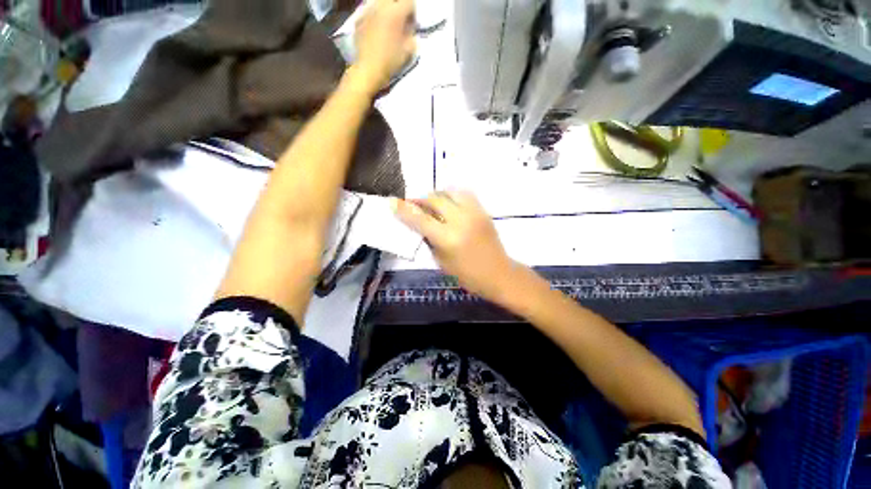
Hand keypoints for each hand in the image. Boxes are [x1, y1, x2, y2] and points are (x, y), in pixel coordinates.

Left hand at [352, 0, 415, 92]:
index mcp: (396, 12)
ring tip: (387, 25)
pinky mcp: (359, 19)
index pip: (409, 2)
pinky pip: (369, 12)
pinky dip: (374, 18)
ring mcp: (368, 11)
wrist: (368, 69)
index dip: (412, 13)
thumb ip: (412, 36)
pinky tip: (375, 31)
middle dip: (398, 7)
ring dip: (385, 10)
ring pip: (380, 3)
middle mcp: (381, 6)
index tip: (411, 24)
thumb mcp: (408, 51)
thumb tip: (410, 30)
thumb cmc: (390, 61)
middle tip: (400, 22)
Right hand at [394, 191, 515, 301]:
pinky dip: (452, 196)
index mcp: (448, 238)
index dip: (404, 209)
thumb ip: (429, 240)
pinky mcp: (483, 211)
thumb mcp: (441, 261)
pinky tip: (448, 204)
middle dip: (420, 200)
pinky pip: (464, 194)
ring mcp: (474, 213)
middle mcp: (461, 220)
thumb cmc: (468, 275)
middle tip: (413, 205)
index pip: (421, 219)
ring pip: (450, 191)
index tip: (392, 201)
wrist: (499, 273)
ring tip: (432, 204)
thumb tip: (419, 224)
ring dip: (437, 195)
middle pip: (435, 199)